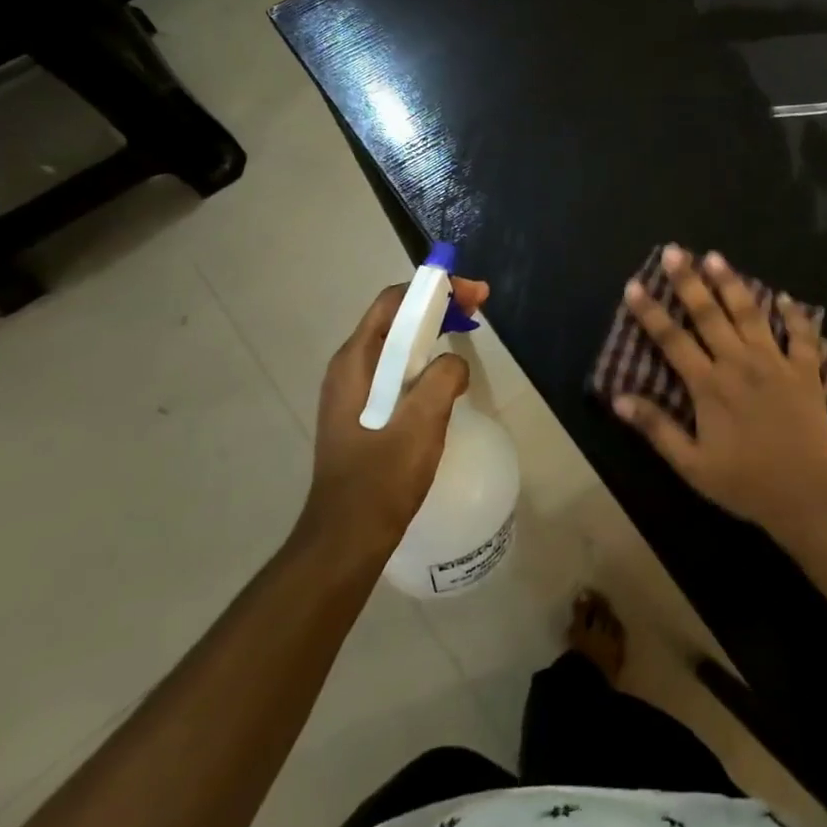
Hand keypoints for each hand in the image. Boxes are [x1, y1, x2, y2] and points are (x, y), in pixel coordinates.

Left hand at [299, 276, 489, 545]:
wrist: (348, 537)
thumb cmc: (382, 477)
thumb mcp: (422, 421)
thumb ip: (444, 377)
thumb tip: (453, 364)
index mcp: (355, 361)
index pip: (394, 302)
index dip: (434, 289)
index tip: (474, 294)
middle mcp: (349, 368)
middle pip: (396, 319)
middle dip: (437, 307)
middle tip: (478, 309)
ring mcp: (354, 392)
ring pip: (398, 346)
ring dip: (433, 333)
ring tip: (467, 334)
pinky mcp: (364, 413)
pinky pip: (398, 371)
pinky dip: (425, 361)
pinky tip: (447, 378)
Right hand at [612, 246, 826, 536]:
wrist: (806, 498)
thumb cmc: (744, 484)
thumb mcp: (691, 465)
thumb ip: (656, 428)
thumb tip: (619, 397)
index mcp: (710, 386)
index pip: (672, 339)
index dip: (650, 311)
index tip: (635, 285)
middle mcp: (740, 364)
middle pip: (709, 314)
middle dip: (688, 281)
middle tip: (674, 251)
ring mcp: (776, 364)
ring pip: (750, 314)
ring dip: (732, 284)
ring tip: (716, 257)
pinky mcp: (806, 372)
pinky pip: (802, 336)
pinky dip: (794, 315)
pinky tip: (785, 297)